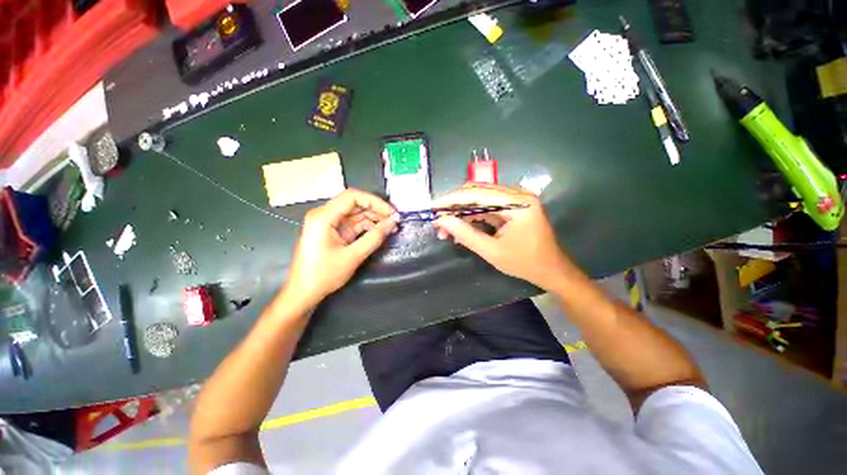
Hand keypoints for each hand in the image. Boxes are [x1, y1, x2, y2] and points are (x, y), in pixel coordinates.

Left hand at [286, 189, 397, 304]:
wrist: (304, 293)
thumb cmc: (323, 275)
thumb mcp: (353, 256)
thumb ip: (374, 238)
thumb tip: (392, 223)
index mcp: (323, 217)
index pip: (352, 197)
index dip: (375, 202)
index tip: (391, 213)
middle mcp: (324, 215)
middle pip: (354, 203)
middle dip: (376, 210)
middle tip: (394, 220)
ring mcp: (328, 223)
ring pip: (355, 213)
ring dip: (373, 218)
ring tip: (390, 227)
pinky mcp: (332, 231)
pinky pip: (353, 223)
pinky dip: (366, 227)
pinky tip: (379, 232)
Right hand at [433, 184, 572, 290]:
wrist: (551, 270)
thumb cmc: (525, 263)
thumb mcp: (492, 252)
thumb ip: (465, 235)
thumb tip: (441, 220)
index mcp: (517, 203)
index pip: (478, 194)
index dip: (452, 200)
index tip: (432, 208)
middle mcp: (517, 194)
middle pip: (477, 193)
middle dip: (455, 207)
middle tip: (438, 222)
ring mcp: (515, 200)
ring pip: (479, 200)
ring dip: (461, 213)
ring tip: (446, 230)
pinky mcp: (511, 207)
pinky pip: (486, 208)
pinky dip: (471, 218)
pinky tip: (460, 229)